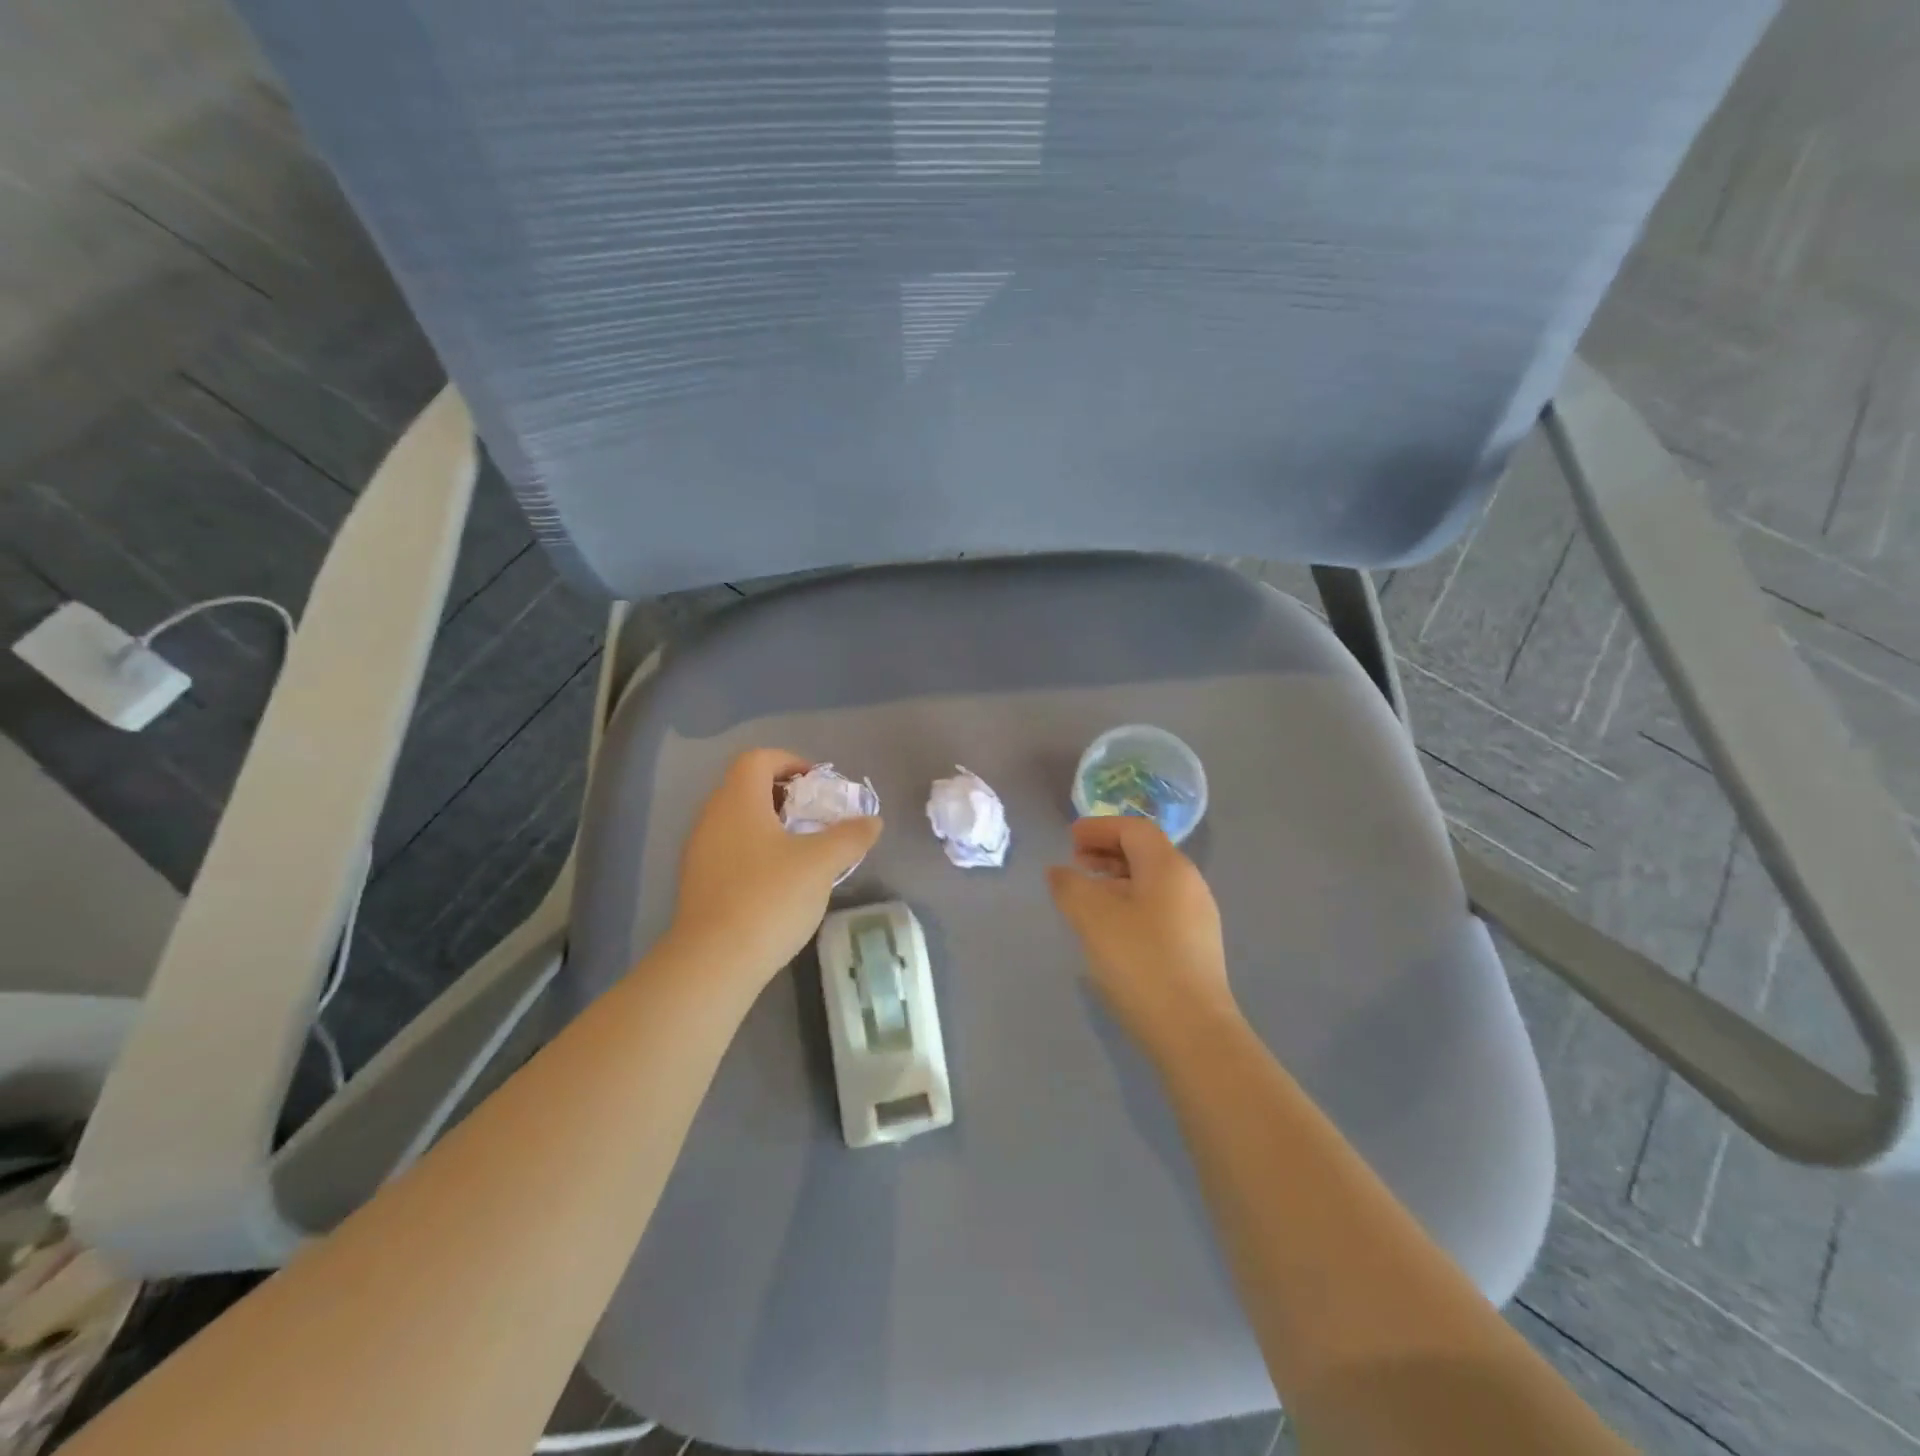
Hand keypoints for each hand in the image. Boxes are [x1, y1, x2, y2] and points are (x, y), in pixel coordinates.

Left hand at [668, 749, 882, 988]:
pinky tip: (779, 883)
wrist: (713, 962)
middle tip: (816, 817)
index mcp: (738, 801)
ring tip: (803, 851)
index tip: (818, 784)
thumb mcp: (821, 863)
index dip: (790, 761)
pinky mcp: (697, 884)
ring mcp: (699, 852)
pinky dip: (756, 852)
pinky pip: (730, 850)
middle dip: (785, 795)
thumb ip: (850, 837)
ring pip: (737, 821)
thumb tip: (872, 821)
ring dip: (770, 826)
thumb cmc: (769, 898)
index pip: (758, 759)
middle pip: (746, 788)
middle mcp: (712, 818)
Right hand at [1047, 816, 1238, 1059]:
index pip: (1134, 829)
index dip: (1100, 828)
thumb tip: (1060, 872)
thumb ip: (1070, 886)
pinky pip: (1159, 908)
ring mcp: (1197, 917)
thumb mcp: (1092, 917)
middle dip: (1108, 852)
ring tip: (1087, 895)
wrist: (1192, 1031)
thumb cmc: (1139, 961)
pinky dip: (1131, 903)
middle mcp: (1190, 884)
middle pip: (1146, 853)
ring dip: (1117, 879)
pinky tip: (1111, 928)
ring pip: (1152, 882)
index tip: (1070, 839)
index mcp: (1169, 867)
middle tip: (1075, 862)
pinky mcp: (1197, 947)